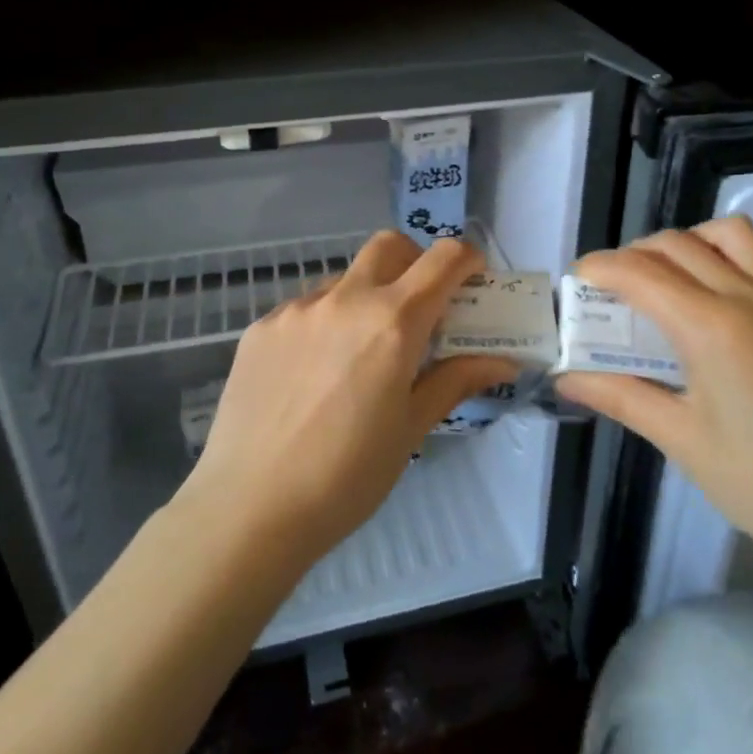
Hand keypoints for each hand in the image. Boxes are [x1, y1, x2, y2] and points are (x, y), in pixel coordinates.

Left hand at [186, 232, 518, 568]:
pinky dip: (324, 324)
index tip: (473, 279)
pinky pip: (304, 309)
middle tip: (420, 306)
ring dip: (365, 297)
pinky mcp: (260, 328)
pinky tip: (313, 374)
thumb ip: (456, 381)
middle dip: (414, 261)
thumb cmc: (347, 476)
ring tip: (358, 354)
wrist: (250, 508)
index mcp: (392, 322)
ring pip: (343, 279)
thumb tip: (502, 361)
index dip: (467, 259)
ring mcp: (296, 309)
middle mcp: (344, 299)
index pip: (443, 259)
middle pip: (389, 246)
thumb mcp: (411, 428)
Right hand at [553, 215, 752, 578]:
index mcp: (711, 327)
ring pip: (729, 233)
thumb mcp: (679, 438)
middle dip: (634, 255)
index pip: (641, 274)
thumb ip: (619, 395)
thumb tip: (566, 379)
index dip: (601, 268)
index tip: (578, 280)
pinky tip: (721, 291)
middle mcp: (750, 296)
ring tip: (670, 277)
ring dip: (688, 242)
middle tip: (614, 289)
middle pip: (677, 244)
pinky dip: (731, 254)